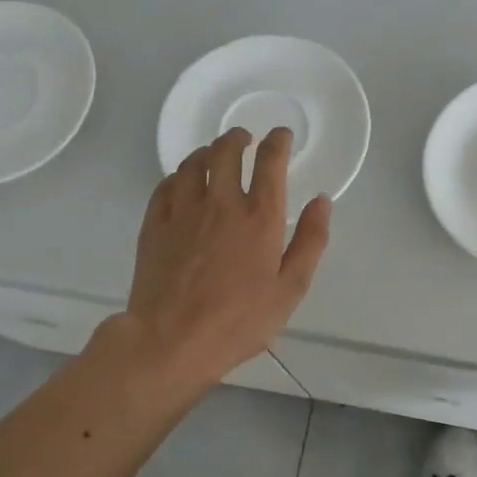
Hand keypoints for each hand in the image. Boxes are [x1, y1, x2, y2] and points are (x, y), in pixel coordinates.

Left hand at [121, 126, 330, 393]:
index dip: (278, 141)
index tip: (281, 135)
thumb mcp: (290, 289)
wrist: (170, 340)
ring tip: (213, 154)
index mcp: (260, 217)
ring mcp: (183, 211)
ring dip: (207, 151)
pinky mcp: (155, 225)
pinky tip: (182, 182)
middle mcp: (222, 203)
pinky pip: (166, 186)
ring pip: (194, 163)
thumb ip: (310, 241)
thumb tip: (321, 201)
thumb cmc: (239, 321)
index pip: (270, 162)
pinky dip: (179, 176)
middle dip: (238, 138)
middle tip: (244, 138)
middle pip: (227, 151)